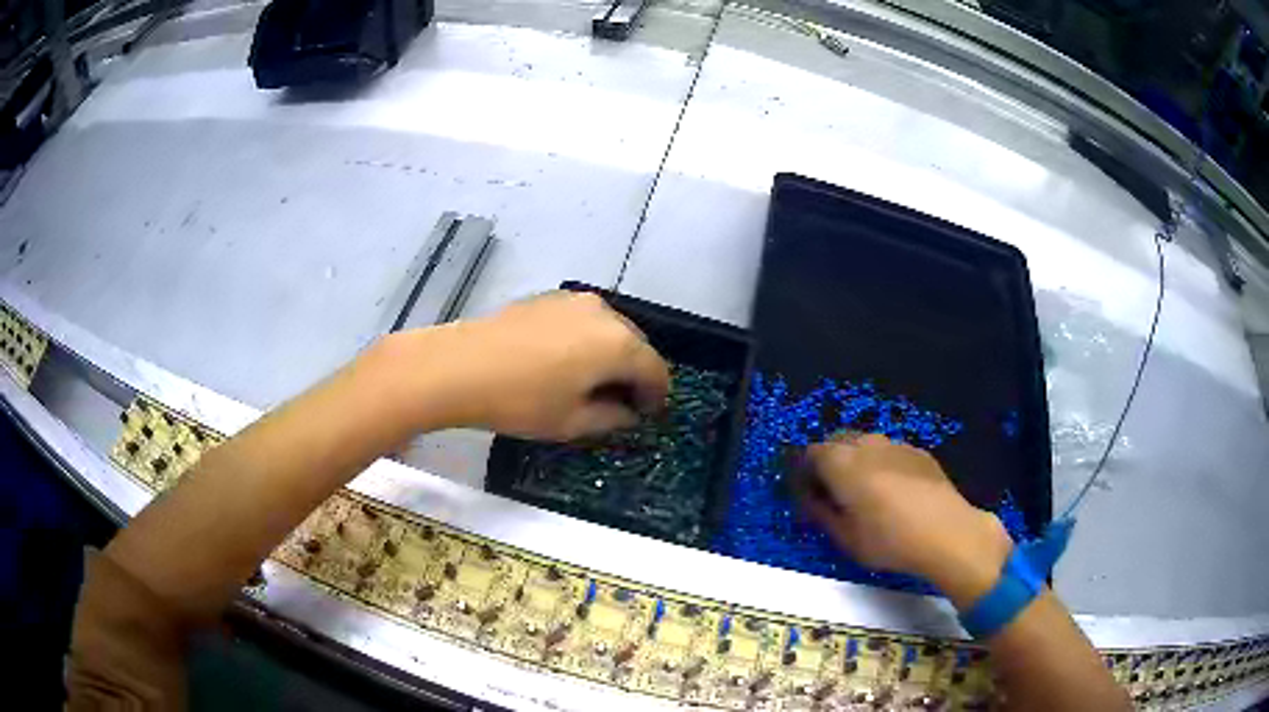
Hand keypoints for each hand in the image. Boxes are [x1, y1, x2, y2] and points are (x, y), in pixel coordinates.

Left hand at [398, 291, 670, 440]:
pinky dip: (587, 340)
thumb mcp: (572, 422)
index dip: (656, 396)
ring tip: (592, 382)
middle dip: (635, 373)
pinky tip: (565, 361)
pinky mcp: (548, 297)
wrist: (459, 365)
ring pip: (609, 329)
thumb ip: (612, 418)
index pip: (656, 370)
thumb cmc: (521, 400)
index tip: (647, 415)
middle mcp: (604, 313)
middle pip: (636, 345)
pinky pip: (583, 320)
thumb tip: (627, 413)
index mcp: (619, 344)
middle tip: (623, 402)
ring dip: (611, 355)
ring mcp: (574, 300)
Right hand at [801, 433, 1011, 607]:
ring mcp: (895, 444)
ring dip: (855, 459)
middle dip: (827, 460)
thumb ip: (821, 513)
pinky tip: (892, 490)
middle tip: (829, 491)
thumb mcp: (845, 538)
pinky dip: (881, 463)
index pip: (810, 454)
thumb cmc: (889, 539)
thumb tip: (810, 499)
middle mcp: (866, 444)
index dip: (802, 471)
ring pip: (865, 443)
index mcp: (841, 463)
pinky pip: (889, 451)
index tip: (804, 493)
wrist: (947, 531)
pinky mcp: (918, 452)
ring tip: (862, 490)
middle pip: (836, 440)